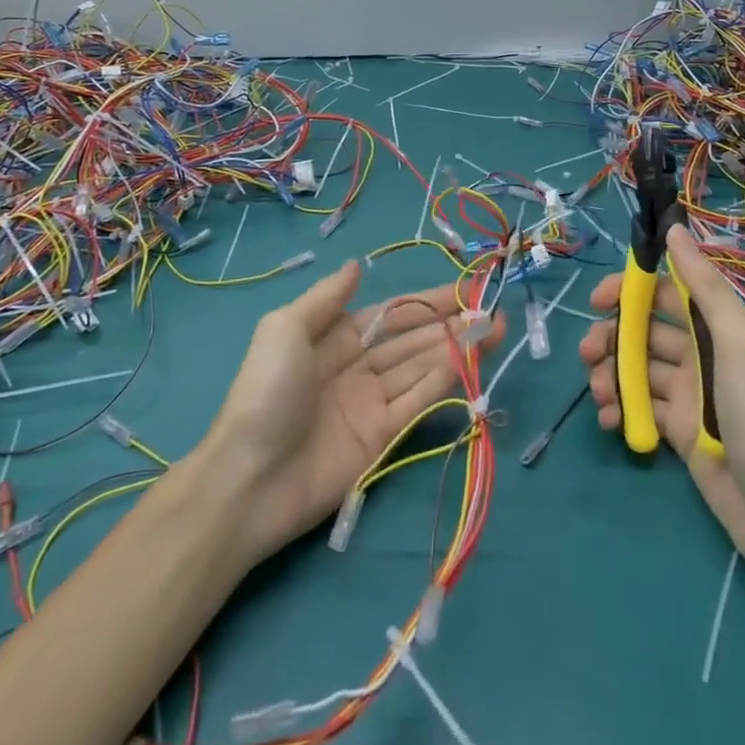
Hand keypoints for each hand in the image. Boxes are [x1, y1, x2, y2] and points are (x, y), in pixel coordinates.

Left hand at [202, 260, 502, 559]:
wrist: (249, 479)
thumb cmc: (266, 392)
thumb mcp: (285, 329)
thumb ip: (326, 298)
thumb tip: (358, 266)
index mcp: (334, 337)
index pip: (392, 314)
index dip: (427, 301)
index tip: (464, 289)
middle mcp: (358, 366)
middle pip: (413, 339)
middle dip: (451, 324)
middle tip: (493, 310)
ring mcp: (371, 403)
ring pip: (422, 367)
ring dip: (458, 349)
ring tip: (495, 330)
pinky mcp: (382, 438)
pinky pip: (418, 402)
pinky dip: (445, 382)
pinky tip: (471, 363)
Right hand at [578, 225, 744, 572]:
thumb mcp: (738, 342)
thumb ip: (704, 286)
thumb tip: (674, 229)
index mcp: (715, 330)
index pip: (663, 296)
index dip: (628, 291)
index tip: (597, 300)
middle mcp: (698, 357)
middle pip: (641, 333)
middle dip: (610, 338)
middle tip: (587, 355)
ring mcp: (686, 396)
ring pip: (634, 370)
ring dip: (609, 375)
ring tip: (600, 395)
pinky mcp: (677, 433)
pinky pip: (638, 409)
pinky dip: (619, 410)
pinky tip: (609, 421)